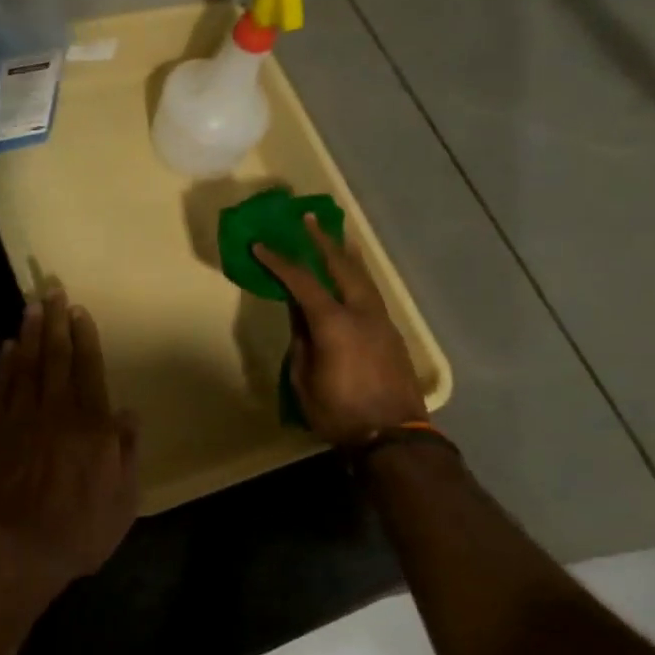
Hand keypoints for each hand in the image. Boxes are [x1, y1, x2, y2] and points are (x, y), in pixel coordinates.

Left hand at [0, 293, 139, 590]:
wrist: (15, 552)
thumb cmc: (78, 532)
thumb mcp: (123, 500)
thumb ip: (126, 452)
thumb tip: (128, 412)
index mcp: (91, 427)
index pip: (89, 370)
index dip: (85, 337)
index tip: (79, 311)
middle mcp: (56, 412)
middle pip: (56, 357)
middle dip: (56, 321)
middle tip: (53, 289)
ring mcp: (19, 419)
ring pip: (26, 365)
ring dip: (29, 333)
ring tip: (31, 305)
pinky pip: (0, 389)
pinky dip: (4, 365)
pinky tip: (6, 347)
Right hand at [254, 215, 426, 446]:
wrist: (394, 436)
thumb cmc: (339, 412)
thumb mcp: (304, 378)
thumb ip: (301, 340)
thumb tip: (298, 313)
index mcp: (334, 323)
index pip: (301, 282)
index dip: (279, 262)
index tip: (261, 245)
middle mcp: (361, 313)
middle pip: (342, 266)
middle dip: (322, 241)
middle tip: (308, 219)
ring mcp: (381, 321)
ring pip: (363, 277)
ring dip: (346, 254)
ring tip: (337, 236)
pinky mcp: (392, 333)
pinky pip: (371, 293)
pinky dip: (358, 276)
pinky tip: (352, 276)